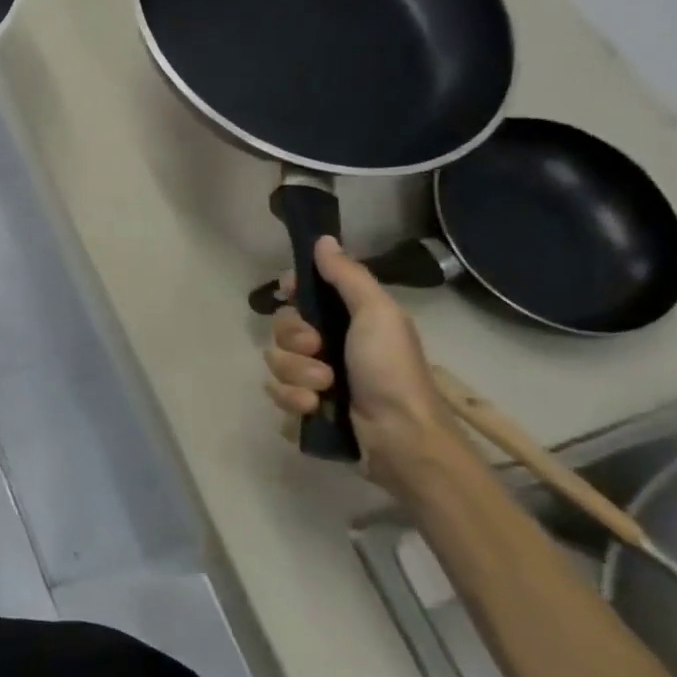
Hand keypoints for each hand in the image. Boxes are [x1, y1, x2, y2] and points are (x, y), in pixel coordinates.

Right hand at [264, 236, 458, 488]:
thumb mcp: (377, 314)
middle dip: (294, 342)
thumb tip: (323, 239)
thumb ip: (348, 276)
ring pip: (275, 363)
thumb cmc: (391, 370)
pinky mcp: (304, 410)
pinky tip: (314, 409)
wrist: (400, 437)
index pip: (302, 296)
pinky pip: (277, 395)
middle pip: (281, 329)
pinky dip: (293, 401)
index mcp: (347, 321)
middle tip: (320, 352)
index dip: (292, 294)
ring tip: (325, 389)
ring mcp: (314, 380)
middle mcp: (328, 347)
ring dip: (297, 375)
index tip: (292, 295)